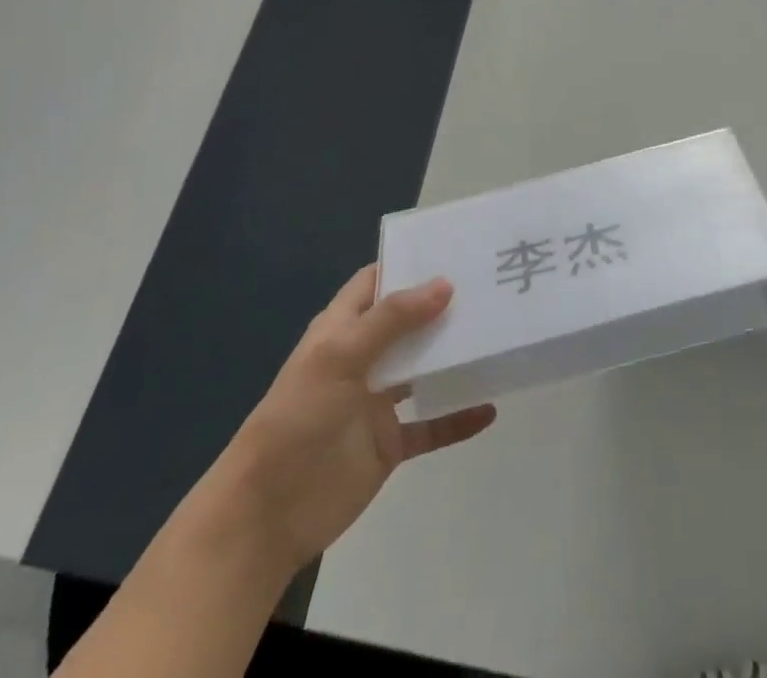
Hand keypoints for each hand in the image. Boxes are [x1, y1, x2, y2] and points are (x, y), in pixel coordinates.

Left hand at [233, 265, 495, 571]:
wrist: (268, 515)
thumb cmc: (298, 418)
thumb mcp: (339, 356)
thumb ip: (392, 319)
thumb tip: (445, 284)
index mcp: (342, 329)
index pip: (376, 282)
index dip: (407, 263)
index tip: (453, 250)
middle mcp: (363, 358)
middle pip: (408, 322)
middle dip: (442, 306)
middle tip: (490, 287)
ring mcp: (377, 402)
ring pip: (424, 370)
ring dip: (454, 357)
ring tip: (498, 336)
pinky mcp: (390, 444)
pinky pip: (431, 426)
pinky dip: (458, 418)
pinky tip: (489, 410)